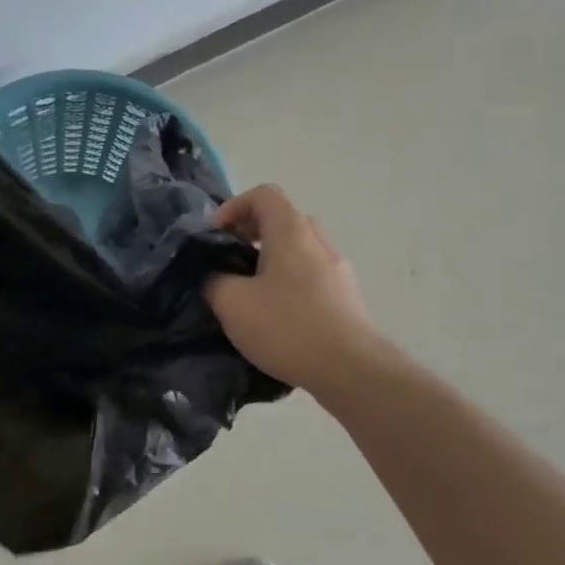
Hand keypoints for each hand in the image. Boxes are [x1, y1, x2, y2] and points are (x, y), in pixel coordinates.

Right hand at [206, 184, 375, 392]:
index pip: (263, 194)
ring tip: (248, 294)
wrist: (350, 369)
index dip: (233, 207)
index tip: (215, 236)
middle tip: (228, 262)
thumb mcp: (232, 303)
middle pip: (282, 220)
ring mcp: (337, 271)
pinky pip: (310, 276)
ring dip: (269, 262)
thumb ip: (214, 280)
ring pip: (297, 251)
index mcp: (291, 232)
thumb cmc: (287, 326)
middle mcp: (318, 242)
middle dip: (250, 235)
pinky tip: (274, 317)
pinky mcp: (345, 298)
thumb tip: (214, 276)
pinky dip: (287, 283)